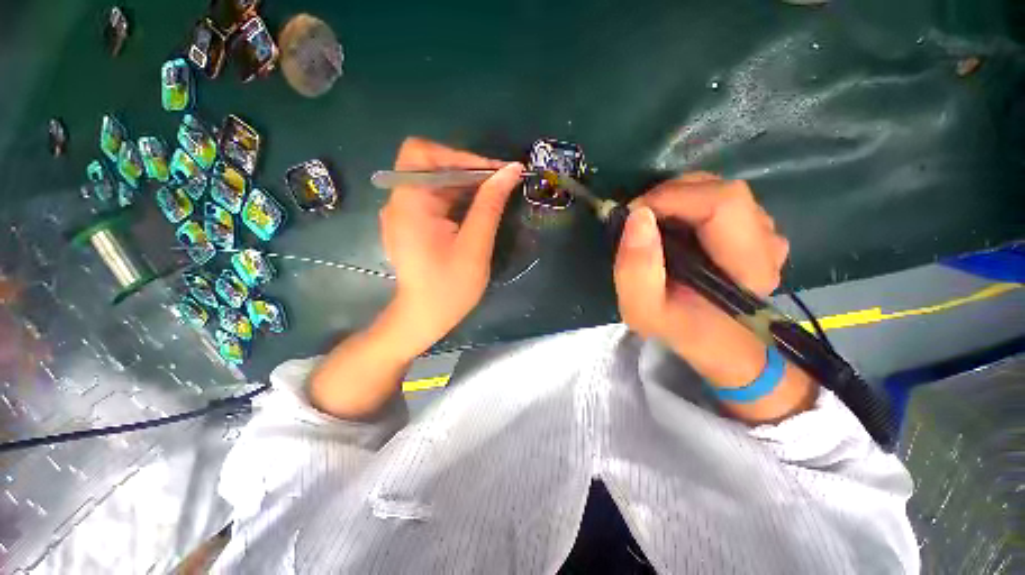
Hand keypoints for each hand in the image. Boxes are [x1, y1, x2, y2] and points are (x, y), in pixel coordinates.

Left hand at [379, 137, 523, 356]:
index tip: (494, 172)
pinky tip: (478, 210)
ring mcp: (404, 213)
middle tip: (502, 183)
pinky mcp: (412, 224)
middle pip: (430, 166)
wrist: (424, 318)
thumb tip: (511, 170)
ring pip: (436, 182)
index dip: (460, 156)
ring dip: (466, 185)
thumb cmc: (449, 288)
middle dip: (468, 170)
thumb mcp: (475, 246)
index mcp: (409, 204)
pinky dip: (458, 199)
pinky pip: (436, 199)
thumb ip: (490, 205)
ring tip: (496, 196)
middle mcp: (400, 202)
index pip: (423, 153)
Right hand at [614, 173, 789, 385]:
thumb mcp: (643, 310)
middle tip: (638, 220)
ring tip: (653, 227)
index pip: (721, 202)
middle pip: (721, 190)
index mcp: (747, 265)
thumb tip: (637, 215)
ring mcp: (765, 232)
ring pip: (718, 191)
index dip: (672, 197)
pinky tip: (674, 229)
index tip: (633, 214)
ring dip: (677, 200)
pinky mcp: (755, 229)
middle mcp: (767, 241)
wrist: (716, 342)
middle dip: (669, 196)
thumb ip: (636, 269)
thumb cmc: (680, 328)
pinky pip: (719, 201)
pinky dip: (688, 205)